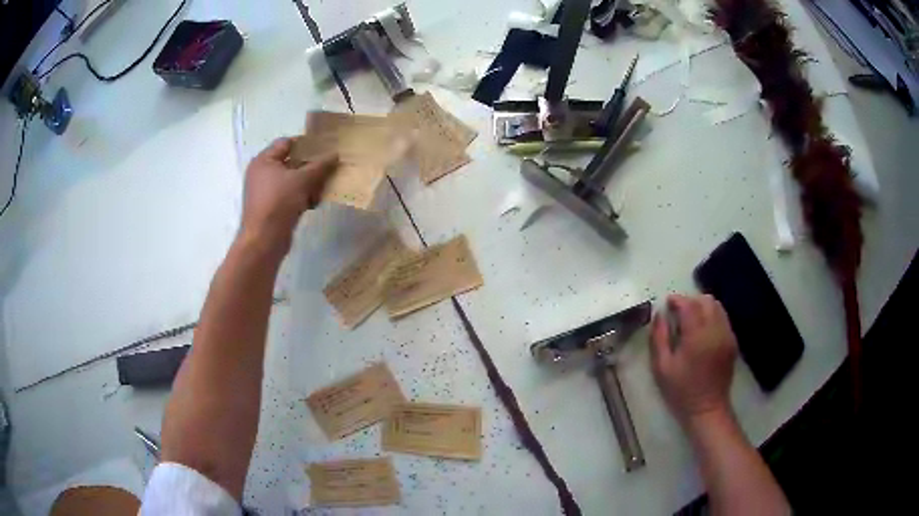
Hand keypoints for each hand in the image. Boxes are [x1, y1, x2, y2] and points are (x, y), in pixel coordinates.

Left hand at [239, 138, 337, 253]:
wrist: (264, 240)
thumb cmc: (279, 203)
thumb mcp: (302, 180)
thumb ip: (320, 166)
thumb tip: (335, 155)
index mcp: (264, 161)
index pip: (286, 143)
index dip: (306, 144)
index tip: (325, 147)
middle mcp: (262, 173)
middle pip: (291, 162)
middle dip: (310, 166)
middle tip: (329, 166)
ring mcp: (266, 191)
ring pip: (292, 180)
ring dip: (309, 183)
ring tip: (324, 187)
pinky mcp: (272, 207)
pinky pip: (290, 195)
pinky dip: (302, 196)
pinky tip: (315, 202)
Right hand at [650, 294, 737, 426]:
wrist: (707, 408)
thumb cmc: (681, 390)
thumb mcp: (662, 367)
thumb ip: (659, 337)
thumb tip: (659, 314)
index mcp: (697, 336)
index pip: (689, 305)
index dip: (677, 300)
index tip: (667, 303)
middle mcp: (716, 330)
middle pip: (706, 300)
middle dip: (691, 301)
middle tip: (678, 313)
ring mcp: (727, 335)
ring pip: (717, 307)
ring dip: (702, 307)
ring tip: (691, 320)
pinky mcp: (732, 341)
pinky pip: (723, 319)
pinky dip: (712, 317)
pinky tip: (702, 332)